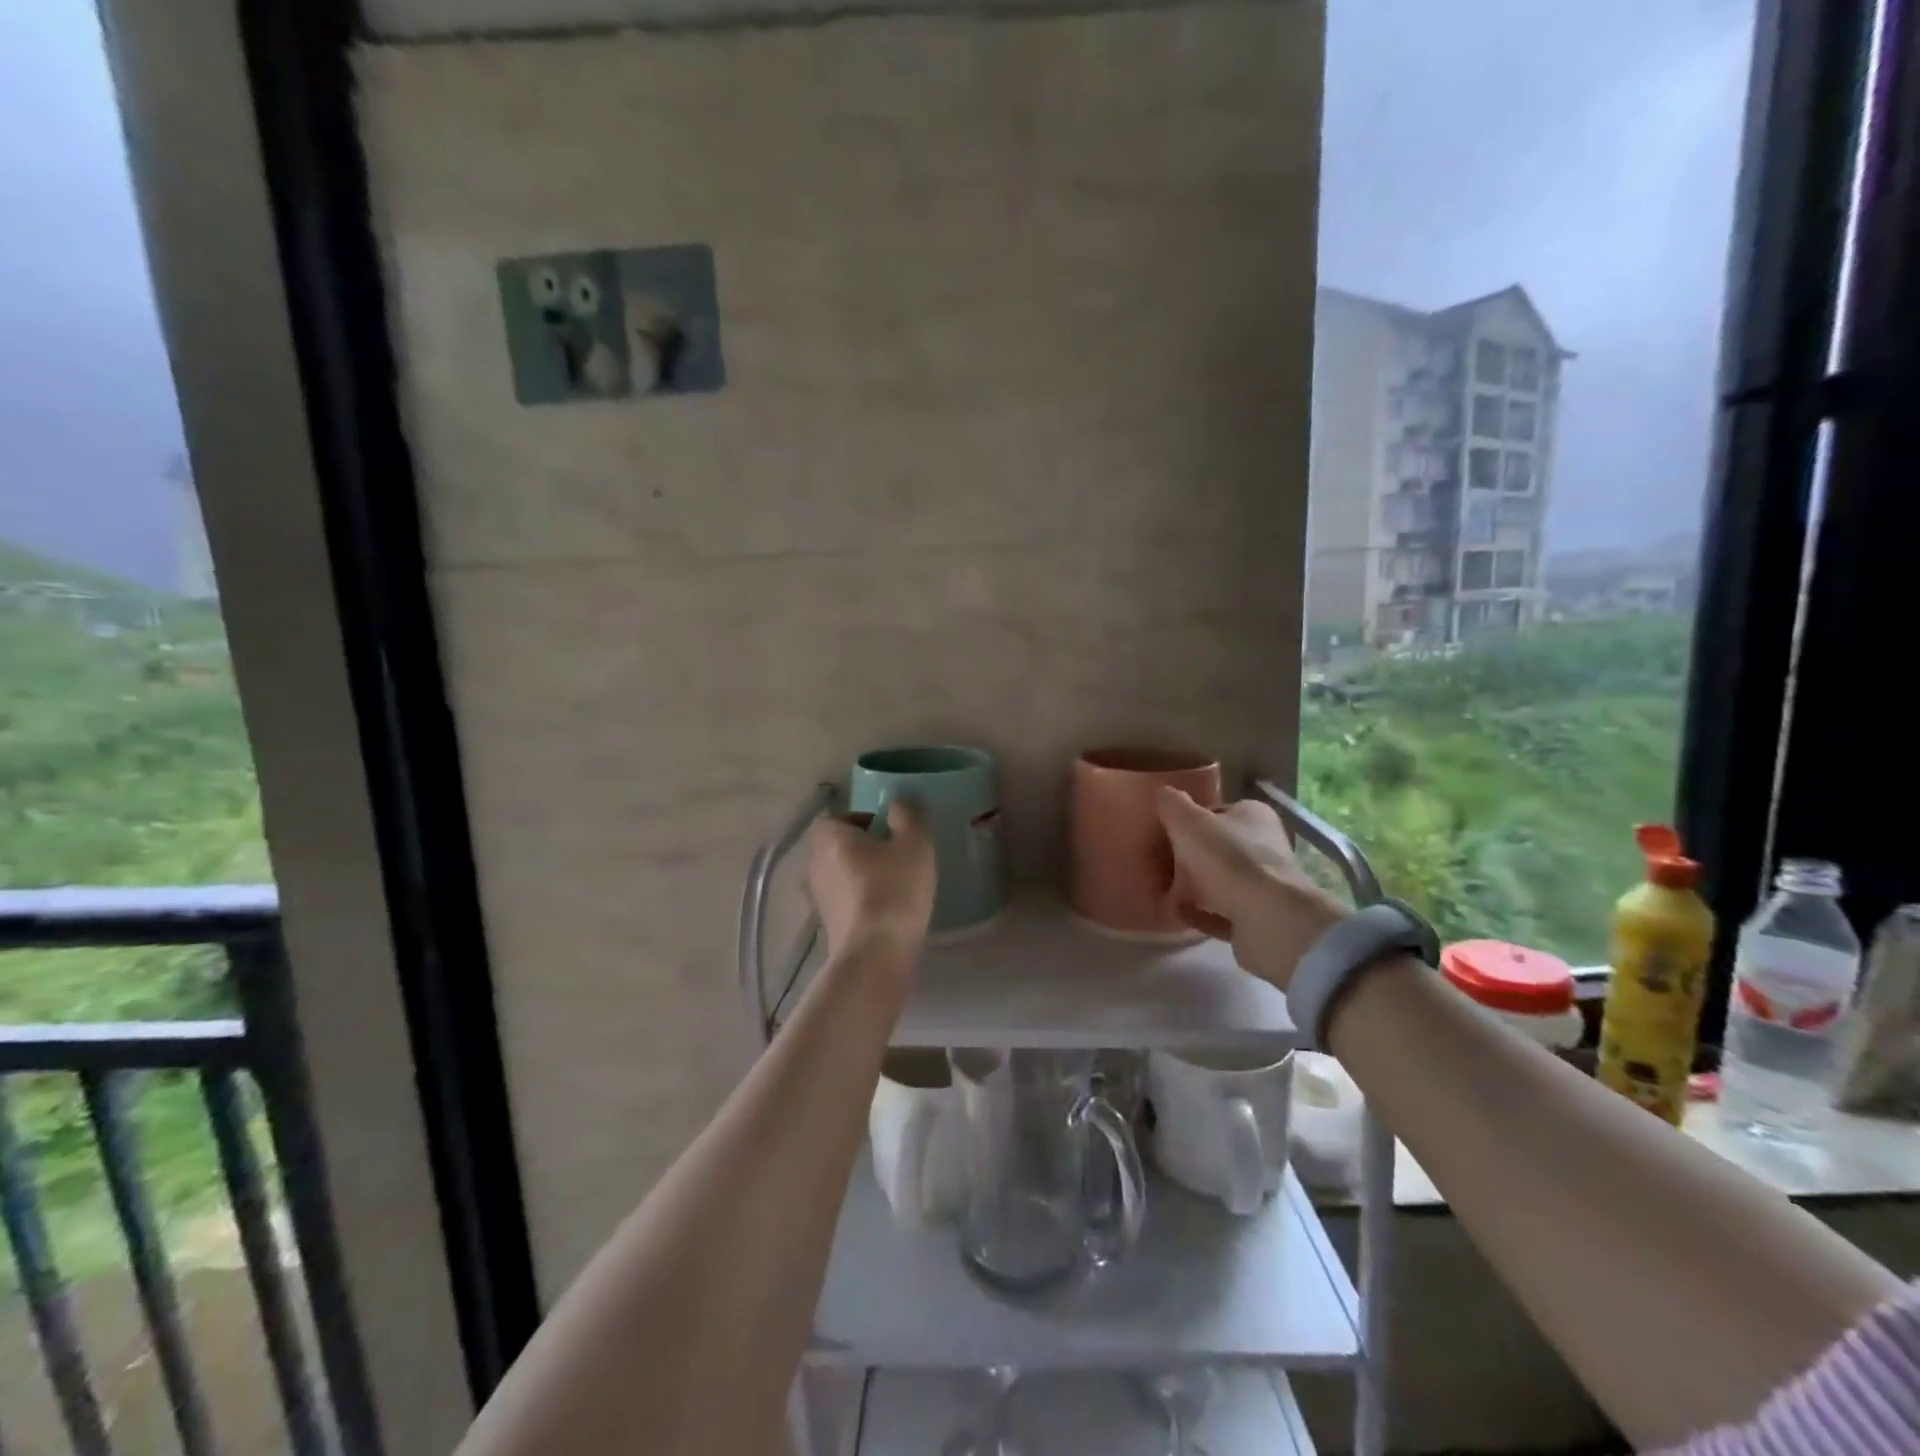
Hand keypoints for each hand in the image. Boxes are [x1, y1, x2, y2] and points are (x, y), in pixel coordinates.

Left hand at [805, 800, 936, 958]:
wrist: (875, 955)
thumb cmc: (894, 890)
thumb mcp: (914, 844)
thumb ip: (908, 815)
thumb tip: (899, 803)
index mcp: (828, 838)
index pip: (838, 817)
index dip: (864, 820)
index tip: (889, 833)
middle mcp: (813, 864)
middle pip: (837, 847)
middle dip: (863, 849)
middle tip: (896, 858)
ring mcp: (816, 899)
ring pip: (840, 876)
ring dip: (861, 877)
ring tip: (894, 887)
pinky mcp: (826, 926)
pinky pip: (844, 902)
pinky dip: (860, 902)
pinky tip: (886, 913)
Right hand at [1158, 788, 1347, 990]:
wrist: (1269, 919)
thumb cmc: (1229, 859)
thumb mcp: (1188, 821)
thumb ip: (1172, 804)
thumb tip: (1163, 794)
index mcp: (1254, 815)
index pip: (1218, 811)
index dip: (1191, 820)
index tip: (1167, 833)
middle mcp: (1265, 845)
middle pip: (1220, 847)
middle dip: (1192, 856)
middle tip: (1163, 864)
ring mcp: (1266, 884)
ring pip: (1224, 880)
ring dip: (1197, 886)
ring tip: (1167, 891)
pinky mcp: (1261, 917)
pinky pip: (1224, 912)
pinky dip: (1203, 913)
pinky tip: (1180, 914)